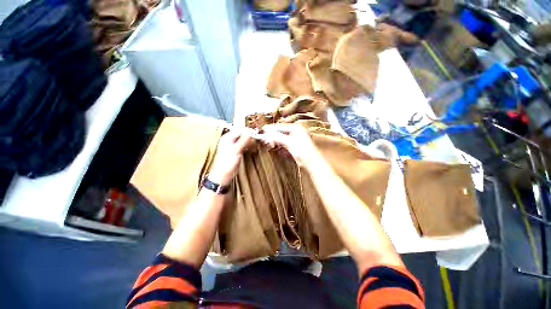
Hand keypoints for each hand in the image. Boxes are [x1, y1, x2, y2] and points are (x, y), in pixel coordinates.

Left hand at [208, 129, 252, 185]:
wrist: (223, 175)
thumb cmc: (227, 163)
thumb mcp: (236, 150)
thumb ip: (243, 140)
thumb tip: (250, 132)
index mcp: (227, 138)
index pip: (239, 131)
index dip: (248, 131)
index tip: (256, 133)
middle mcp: (229, 140)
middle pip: (242, 135)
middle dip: (250, 136)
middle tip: (258, 139)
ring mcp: (233, 146)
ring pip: (243, 140)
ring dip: (250, 141)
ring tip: (256, 143)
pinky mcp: (236, 151)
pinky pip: (244, 145)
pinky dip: (248, 145)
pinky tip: (252, 147)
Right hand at [261, 124, 317, 167]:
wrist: (312, 163)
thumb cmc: (303, 151)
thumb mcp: (289, 143)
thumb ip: (278, 137)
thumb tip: (267, 133)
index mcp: (296, 128)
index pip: (281, 127)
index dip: (271, 129)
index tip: (262, 131)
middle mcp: (297, 132)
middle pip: (281, 132)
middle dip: (273, 136)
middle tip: (265, 140)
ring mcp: (296, 139)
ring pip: (282, 138)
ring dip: (276, 142)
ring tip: (270, 145)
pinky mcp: (295, 146)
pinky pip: (285, 144)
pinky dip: (280, 146)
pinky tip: (276, 148)